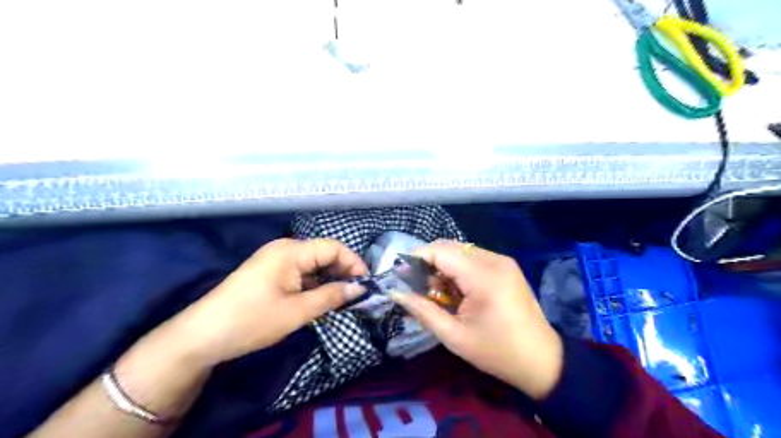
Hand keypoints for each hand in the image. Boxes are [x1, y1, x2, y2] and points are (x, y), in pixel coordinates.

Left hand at [169, 238, 367, 366]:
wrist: (201, 336)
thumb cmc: (252, 320)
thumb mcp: (297, 311)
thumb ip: (331, 296)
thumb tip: (359, 288)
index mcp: (291, 251)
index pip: (333, 247)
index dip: (353, 262)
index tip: (365, 283)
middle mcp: (283, 249)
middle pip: (323, 253)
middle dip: (342, 271)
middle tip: (355, 294)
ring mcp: (274, 259)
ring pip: (311, 264)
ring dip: (328, 279)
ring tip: (340, 299)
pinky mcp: (268, 272)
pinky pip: (299, 272)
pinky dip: (312, 283)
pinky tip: (318, 299)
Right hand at [390, 241, 561, 397]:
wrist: (543, 360)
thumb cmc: (497, 352)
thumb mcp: (454, 336)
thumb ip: (422, 310)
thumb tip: (395, 292)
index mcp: (483, 276)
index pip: (440, 250)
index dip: (416, 258)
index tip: (401, 276)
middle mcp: (494, 259)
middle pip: (449, 247)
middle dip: (428, 263)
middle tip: (418, 288)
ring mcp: (503, 261)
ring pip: (460, 251)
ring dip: (443, 266)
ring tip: (437, 293)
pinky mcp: (506, 266)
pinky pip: (473, 258)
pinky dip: (458, 269)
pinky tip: (456, 291)